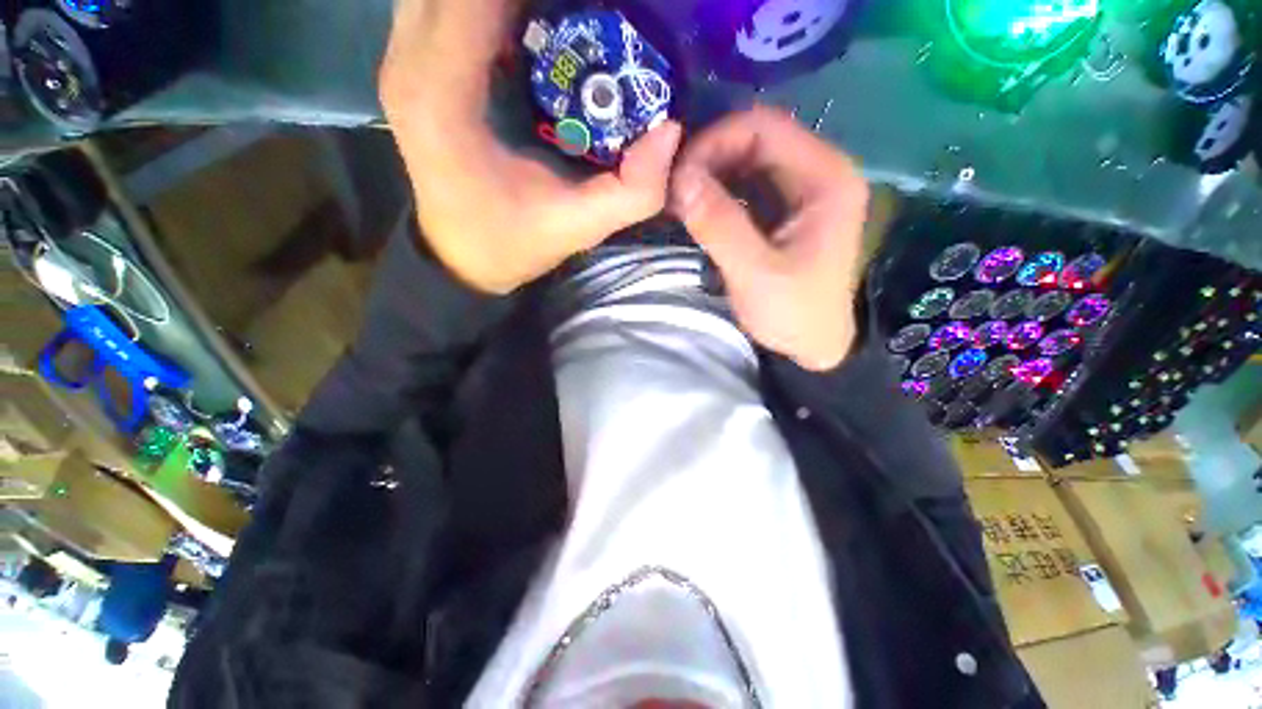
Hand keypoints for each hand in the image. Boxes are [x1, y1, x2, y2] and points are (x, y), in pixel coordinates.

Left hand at [380, 0, 682, 293]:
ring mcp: (402, 56)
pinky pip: (445, 1)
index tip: (601, 8)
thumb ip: (632, 192)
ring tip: (560, 19)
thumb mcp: (579, 227)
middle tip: (589, 12)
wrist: (461, 256)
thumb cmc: (513, 242)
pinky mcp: (410, 63)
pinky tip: (529, 24)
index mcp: (445, 96)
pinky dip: (488, 5)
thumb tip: (671, 130)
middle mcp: (410, 59)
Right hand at [668, 107, 869, 371]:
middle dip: (710, 157)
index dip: (715, 141)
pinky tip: (699, 207)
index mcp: (826, 178)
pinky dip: (721, 190)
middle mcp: (821, 171)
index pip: (765, 127)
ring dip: (712, 173)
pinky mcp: (789, 209)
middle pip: (757, 138)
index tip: (679, 175)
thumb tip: (679, 179)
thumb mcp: (755, 273)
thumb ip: (719, 224)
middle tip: (675, 188)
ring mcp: (805, 190)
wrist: (814, 347)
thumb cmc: (793, 314)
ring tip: (681, 197)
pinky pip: (750, 185)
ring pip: (751, 160)